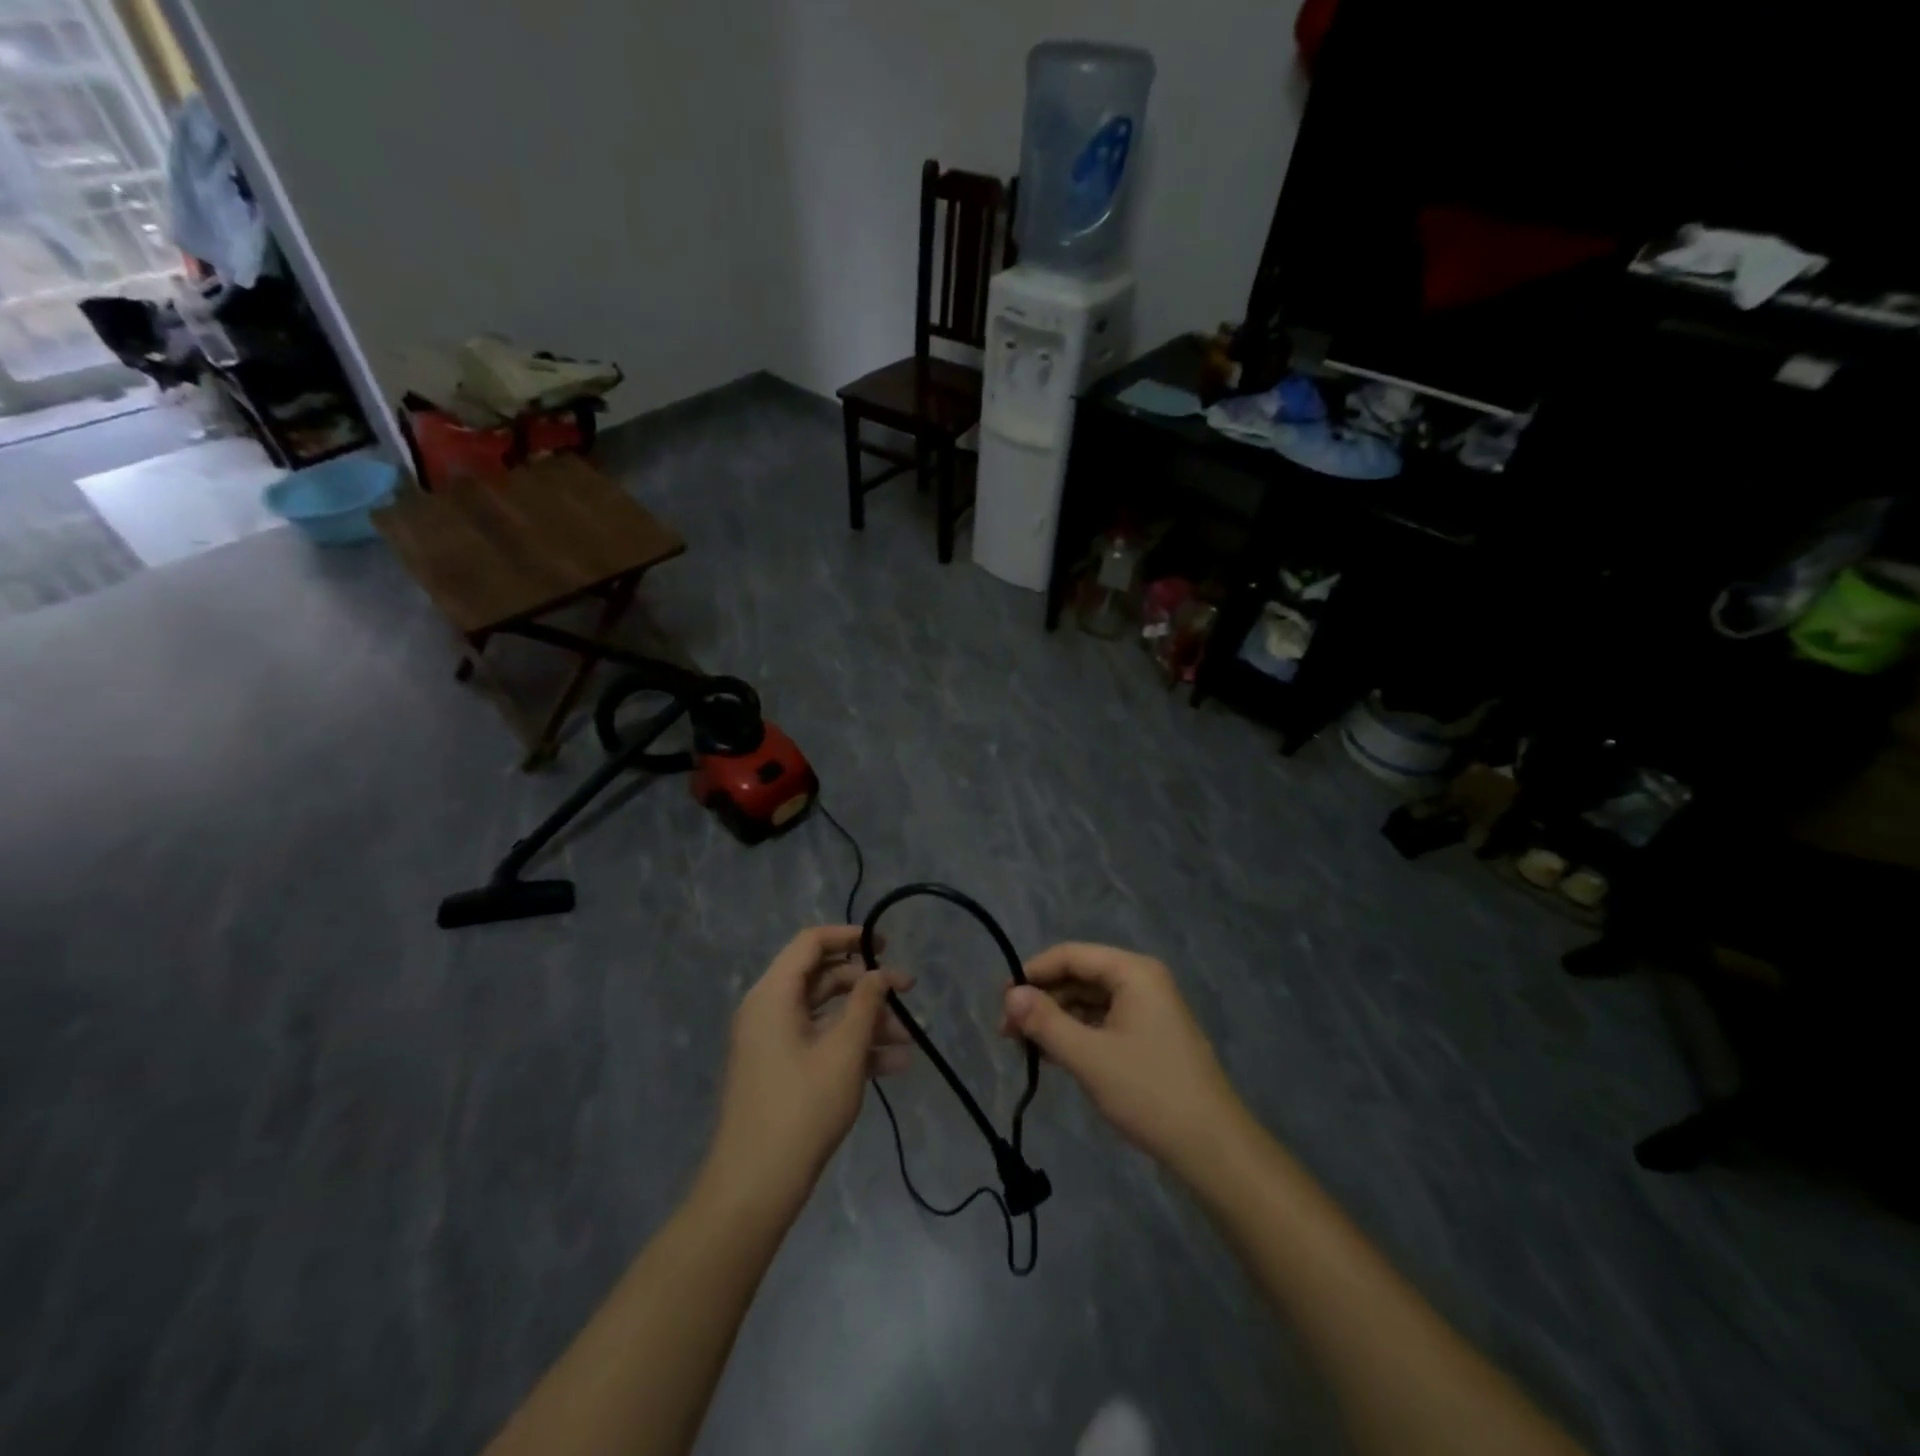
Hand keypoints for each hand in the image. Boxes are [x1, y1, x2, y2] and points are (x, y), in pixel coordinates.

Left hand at [707, 926, 911, 1204]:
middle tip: (908, 993)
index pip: (811, 942)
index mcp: (773, 994)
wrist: (755, 1186)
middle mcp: (769, 1010)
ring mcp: (773, 1042)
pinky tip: (894, 1066)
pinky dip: (853, 1048)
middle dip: (868, 986)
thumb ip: (866, 1003)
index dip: (850, 936)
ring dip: (868, 1022)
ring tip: (910, 1040)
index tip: (886, 943)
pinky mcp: (781, 1071)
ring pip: (827, 1015)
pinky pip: (820, 1043)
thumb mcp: (843, 1051)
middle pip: (823, 979)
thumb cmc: (801, 1108)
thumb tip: (879, 974)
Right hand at [1002, 943, 1247, 1176]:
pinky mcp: (1149, 1037)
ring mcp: (1148, 1010)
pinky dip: (1077, 1035)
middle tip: (1008, 1033)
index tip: (1001, 1003)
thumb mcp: (1089, 1057)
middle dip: (1042, 1000)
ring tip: (1024, 1048)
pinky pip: (1103, 1023)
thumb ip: (1045, 1022)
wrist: (1212, 1148)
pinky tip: (1053, 1057)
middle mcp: (1142, 981)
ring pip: (1089, 1002)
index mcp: (1133, 972)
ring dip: (1057, 1020)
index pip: (1070, 955)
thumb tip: (1010, 995)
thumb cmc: (1149, 1092)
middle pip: (1079, 976)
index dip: (1032, 974)